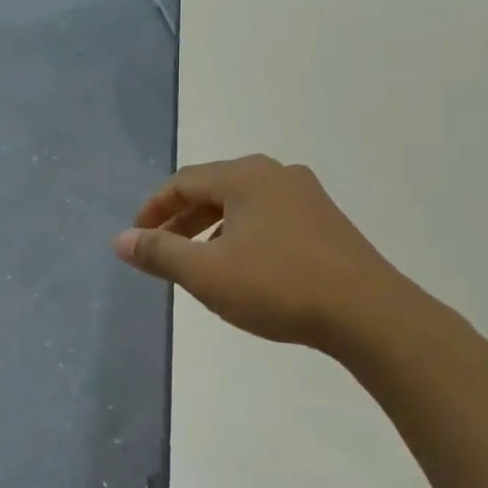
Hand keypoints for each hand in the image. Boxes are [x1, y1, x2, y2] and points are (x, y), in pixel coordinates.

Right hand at [113, 155, 436, 356]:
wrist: (369, 313)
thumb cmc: (278, 286)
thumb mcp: (207, 273)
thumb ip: (159, 253)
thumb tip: (119, 239)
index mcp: (245, 176)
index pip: (183, 182)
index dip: (154, 208)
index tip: (136, 237)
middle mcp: (276, 174)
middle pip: (213, 189)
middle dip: (182, 220)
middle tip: (161, 251)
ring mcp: (306, 196)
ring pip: (243, 205)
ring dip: (212, 229)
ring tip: (199, 264)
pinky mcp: (326, 221)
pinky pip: (268, 218)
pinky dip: (242, 235)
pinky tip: (244, 268)